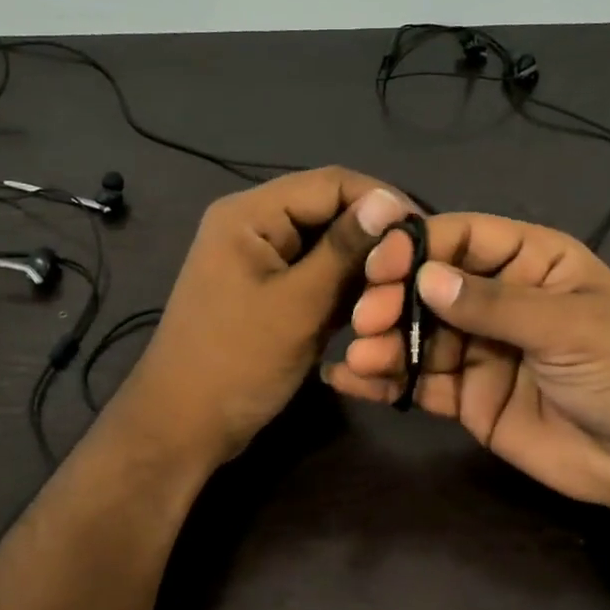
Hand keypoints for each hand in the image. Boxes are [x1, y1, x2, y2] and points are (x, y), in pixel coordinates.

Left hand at [117, 168, 408, 468]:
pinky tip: (374, 306)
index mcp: (249, 214)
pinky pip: (314, 277)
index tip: (426, 234)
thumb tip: (388, 202)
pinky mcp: (268, 293)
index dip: (381, 202)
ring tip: (402, 291)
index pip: (330, 183)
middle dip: (373, 238)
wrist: (184, 426)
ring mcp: (259, 261)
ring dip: (362, 267)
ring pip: (325, 248)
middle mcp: (253, 226)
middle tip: (418, 270)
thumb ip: (343, 251)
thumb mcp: (297, 305)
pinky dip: (343, 289)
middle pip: (328, 213)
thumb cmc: (237, 363)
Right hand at [325, 213, 609, 517]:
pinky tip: (350, 381)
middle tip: (365, 319)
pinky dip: (384, 381)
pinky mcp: (468, 400)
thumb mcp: (568, 325)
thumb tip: (424, 279)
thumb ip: (495, 304)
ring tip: (359, 356)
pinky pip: (419, 384)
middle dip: (392, 298)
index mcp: (531, 262)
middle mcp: (498, 300)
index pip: (462, 238)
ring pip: (417, 337)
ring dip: (382, 343)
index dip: (418, 246)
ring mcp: (480, 351)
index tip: (380, 266)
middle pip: (429, 287)